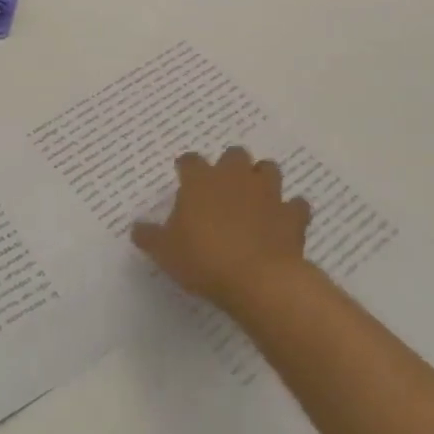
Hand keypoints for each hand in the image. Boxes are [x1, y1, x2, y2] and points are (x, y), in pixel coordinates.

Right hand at [130, 147, 314, 309]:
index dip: (186, 167)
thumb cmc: (203, 259)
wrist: (258, 279)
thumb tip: (137, 228)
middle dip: (229, 166)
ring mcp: (268, 193)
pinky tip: (283, 222)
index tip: (183, 176)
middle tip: (221, 187)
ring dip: (261, 179)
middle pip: (234, 154)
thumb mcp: (164, 252)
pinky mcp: (292, 215)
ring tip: (254, 197)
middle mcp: (235, 177)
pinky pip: (295, 205)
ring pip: (268, 169)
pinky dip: (290, 211)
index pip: (190, 160)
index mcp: (201, 180)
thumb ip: (149, 236)